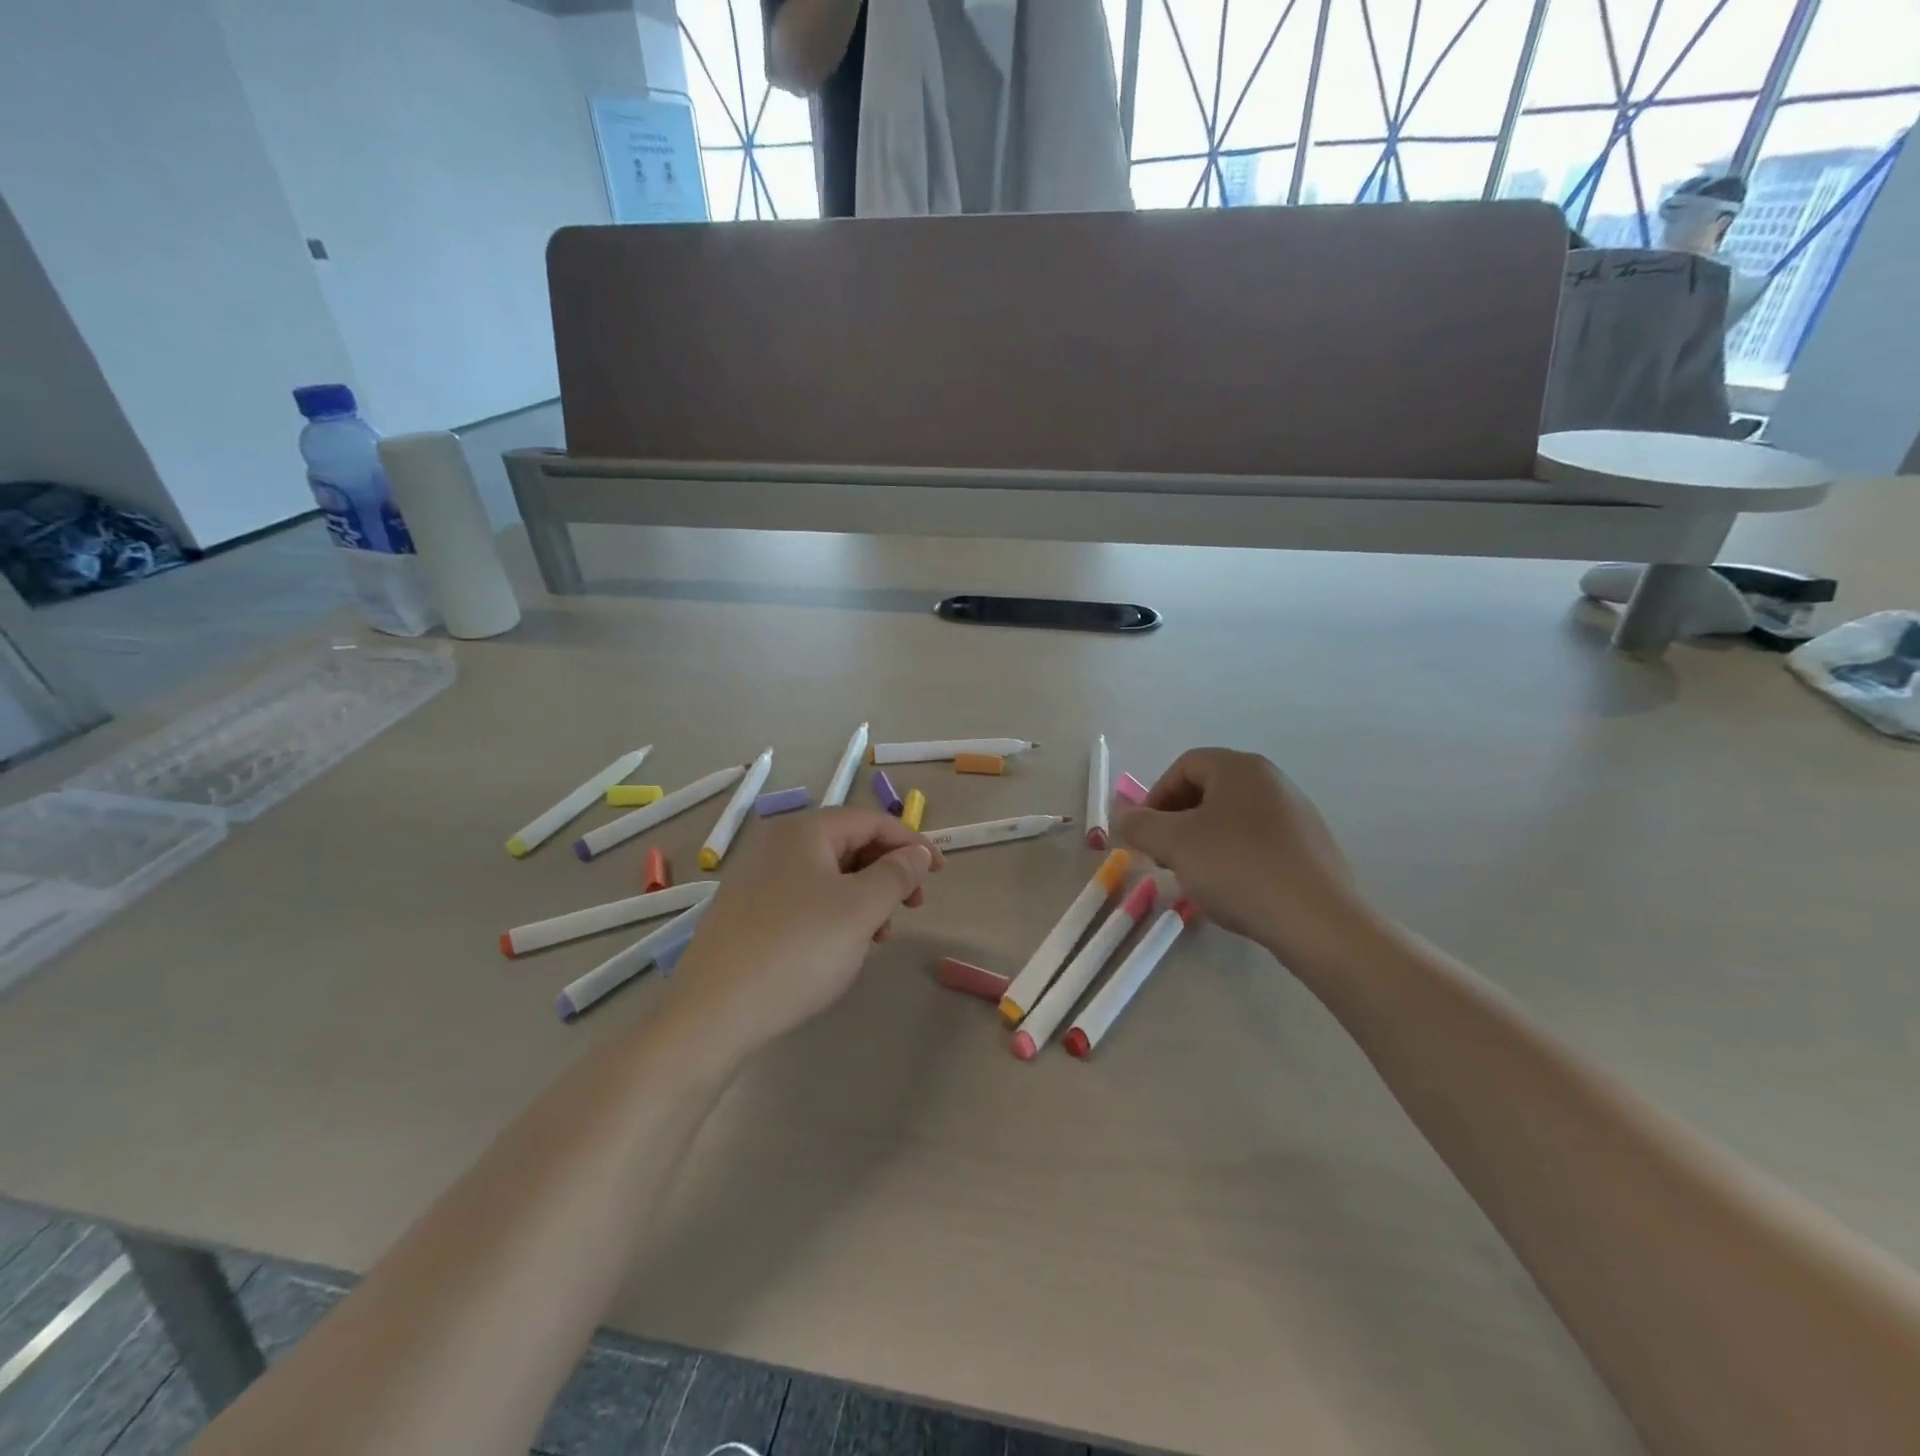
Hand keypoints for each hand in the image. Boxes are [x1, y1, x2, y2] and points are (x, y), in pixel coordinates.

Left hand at [660, 808, 941, 1054]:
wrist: (714, 1013)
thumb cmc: (798, 949)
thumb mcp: (861, 909)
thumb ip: (897, 874)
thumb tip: (916, 853)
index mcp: (804, 831)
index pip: (871, 821)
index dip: (911, 843)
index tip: (939, 874)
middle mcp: (777, 845)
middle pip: (849, 844)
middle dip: (887, 872)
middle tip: (913, 906)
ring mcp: (757, 879)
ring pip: (828, 875)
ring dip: (864, 897)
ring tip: (879, 936)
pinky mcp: (747, 913)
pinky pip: (805, 898)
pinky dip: (835, 913)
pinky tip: (842, 947)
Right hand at [1113, 748, 1370, 968]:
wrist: (1318, 921)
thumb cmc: (1238, 868)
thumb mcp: (1174, 844)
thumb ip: (1140, 825)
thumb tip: (1122, 819)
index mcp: (1240, 768)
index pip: (1184, 766)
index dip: (1155, 796)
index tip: (1145, 834)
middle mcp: (1272, 781)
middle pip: (1209, 790)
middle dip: (1177, 820)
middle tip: (1164, 856)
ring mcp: (1297, 814)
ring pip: (1232, 818)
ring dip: (1203, 841)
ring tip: (1196, 877)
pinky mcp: (1311, 848)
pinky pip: (1259, 841)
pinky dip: (1234, 857)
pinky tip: (1232, 889)